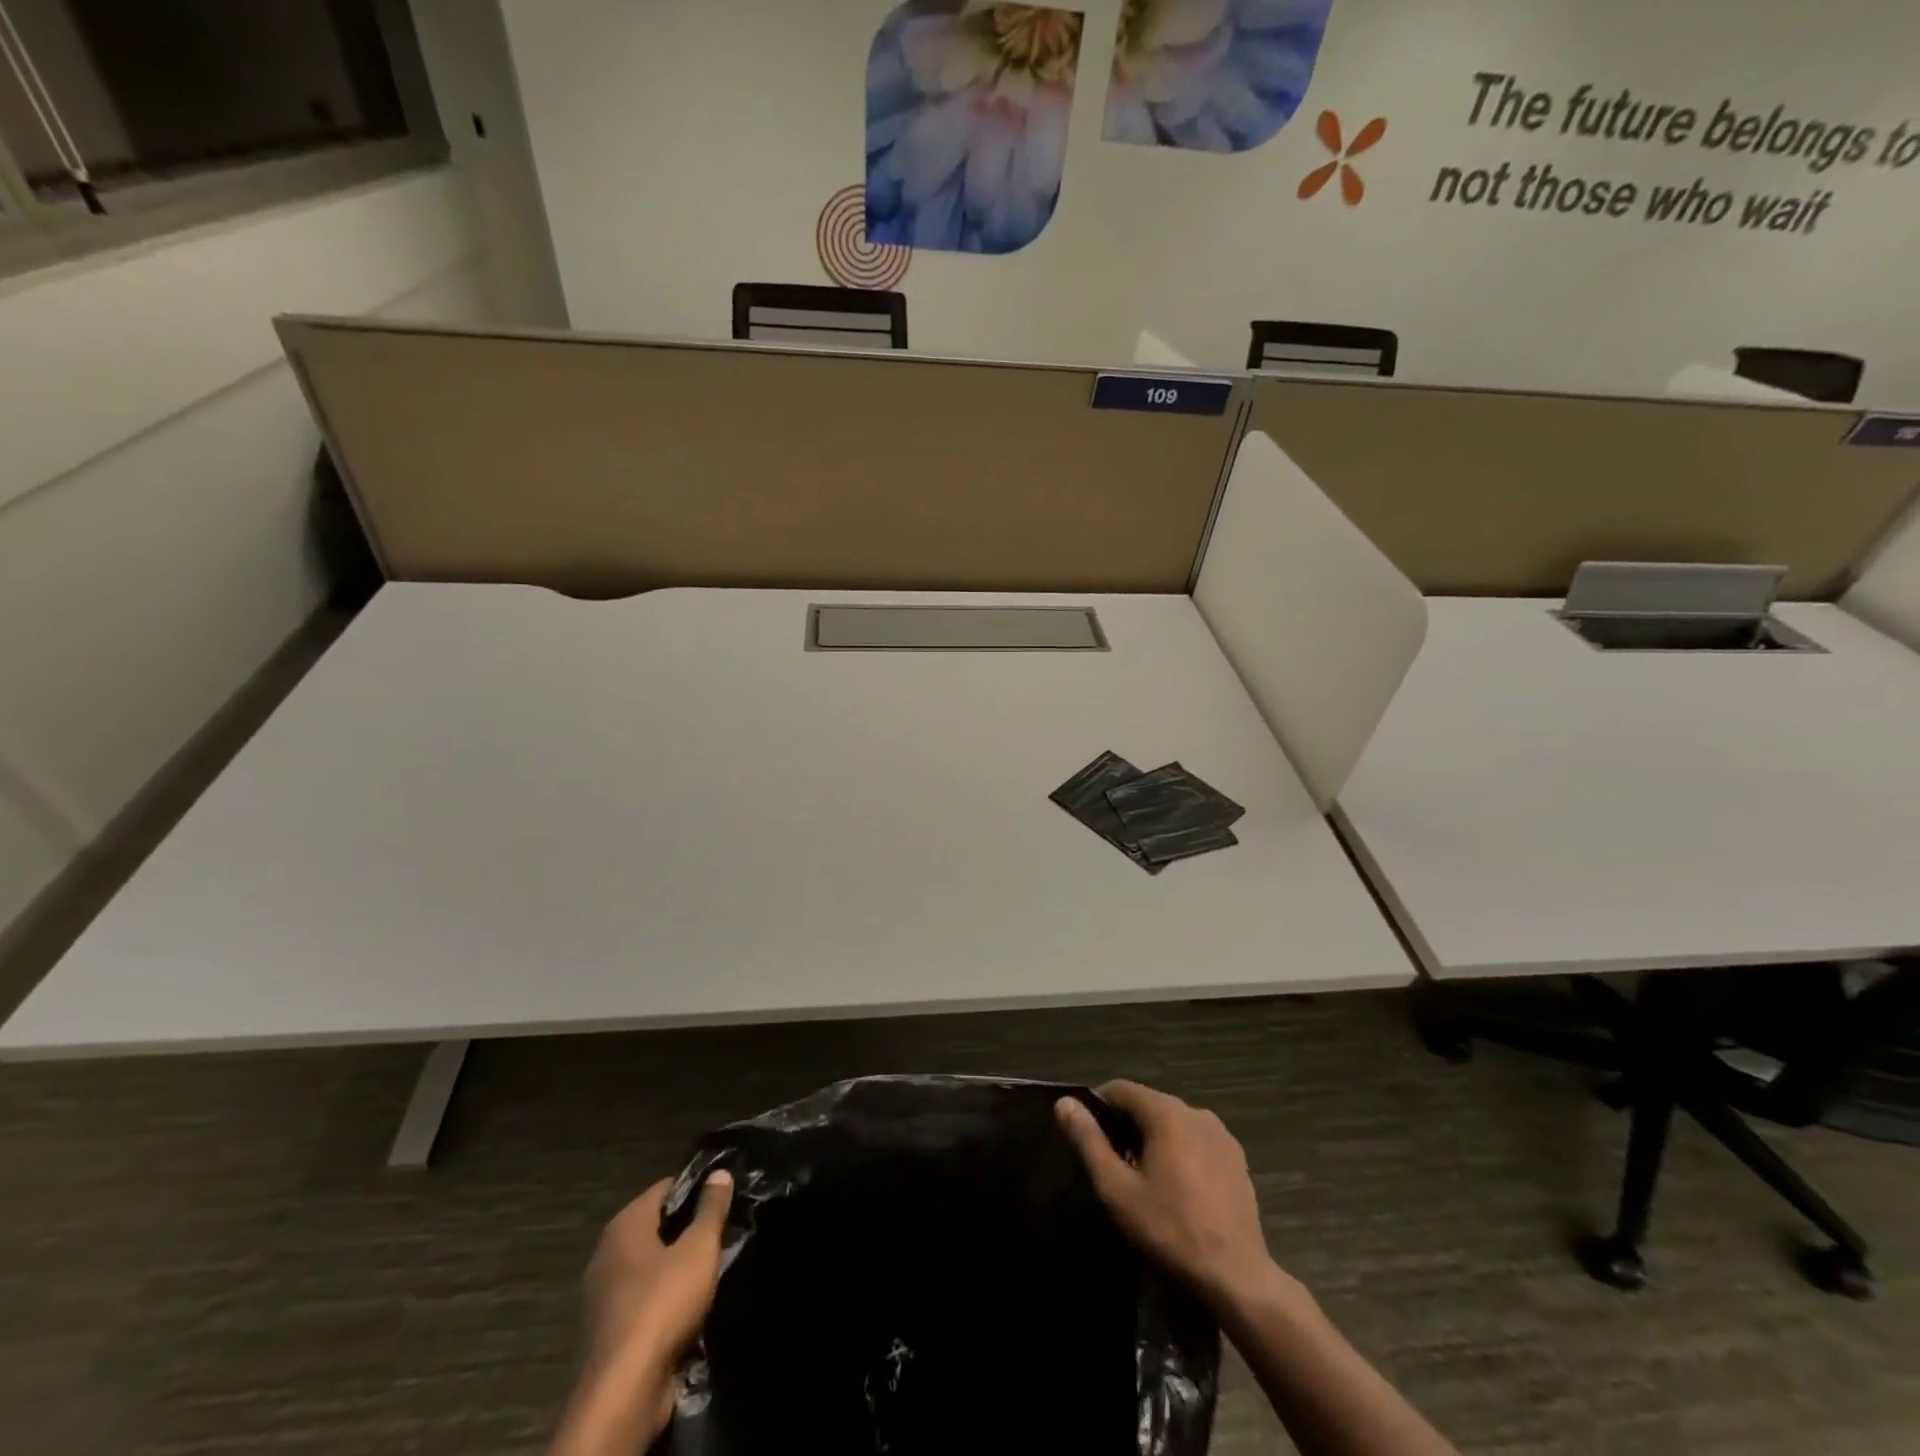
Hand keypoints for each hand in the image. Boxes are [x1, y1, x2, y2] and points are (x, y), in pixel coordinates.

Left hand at [585, 1171, 733, 1372]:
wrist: (624, 1390)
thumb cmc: (663, 1303)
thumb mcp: (699, 1249)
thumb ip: (711, 1208)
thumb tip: (719, 1172)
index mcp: (625, 1224)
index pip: (665, 1188)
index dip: (696, 1188)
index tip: (724, 1196)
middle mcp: (607, 1251)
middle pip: (656, 1225)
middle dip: (687, 1226)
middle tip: (722, 1230)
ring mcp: (603, 1292)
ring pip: (649, 1262)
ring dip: (676, 1263)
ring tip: (710, 1265)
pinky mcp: (608, 1327)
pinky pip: (642, 1295)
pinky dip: (663, 1293)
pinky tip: (688, 1301)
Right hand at [1057, 1081, 1277, 1312]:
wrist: (1236, 1274)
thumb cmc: (1170, 1228)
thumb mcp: (1117, 1188)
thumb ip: (1088, 1141)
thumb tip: (1064, 1103)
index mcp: (1166, 1111)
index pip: (1121, 1089)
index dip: (1098, 1105)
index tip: (1087, 1134)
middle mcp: (1195, 1110)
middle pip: (1149, 1105)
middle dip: (1126, 1125)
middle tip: (1112, 1161)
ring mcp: (1220, 1133)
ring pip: (1174, 1122)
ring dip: (1155, 1138)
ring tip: (1143, 1176)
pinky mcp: (1236, 1157)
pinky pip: (1197, 1140)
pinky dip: (1181, 1151)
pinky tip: (1177, 1187)